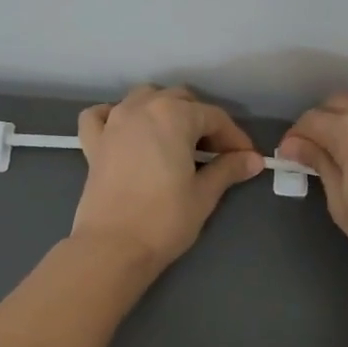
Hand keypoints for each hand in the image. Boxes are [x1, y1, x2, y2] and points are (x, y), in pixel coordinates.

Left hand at [71, 85, 263, 272]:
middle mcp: (141, 108)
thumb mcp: (204, 194)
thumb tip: (253, 160)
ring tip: (177, 139)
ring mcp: (113, 123)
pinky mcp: (93, 143)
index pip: (214, 117)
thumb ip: (228, 169)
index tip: (247, 158)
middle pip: (180, 100)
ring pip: (143, 98)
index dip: (234, 137)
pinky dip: (115, 116)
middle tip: (216, 153)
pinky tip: (126, 131)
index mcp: (173, 115)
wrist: (113, 247)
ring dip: (164, 111)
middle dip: (202, 121)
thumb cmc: (164, 219)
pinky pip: (101, 115)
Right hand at [279, 91, 347, 292]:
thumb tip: (294, 146)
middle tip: (311, 153)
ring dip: (344, 117)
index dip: (295, 138)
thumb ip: (320, 164)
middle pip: (336, 103)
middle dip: (319, 123)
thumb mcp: (341, 204)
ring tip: (338, 149)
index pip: (312, 120)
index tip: (289, 157)